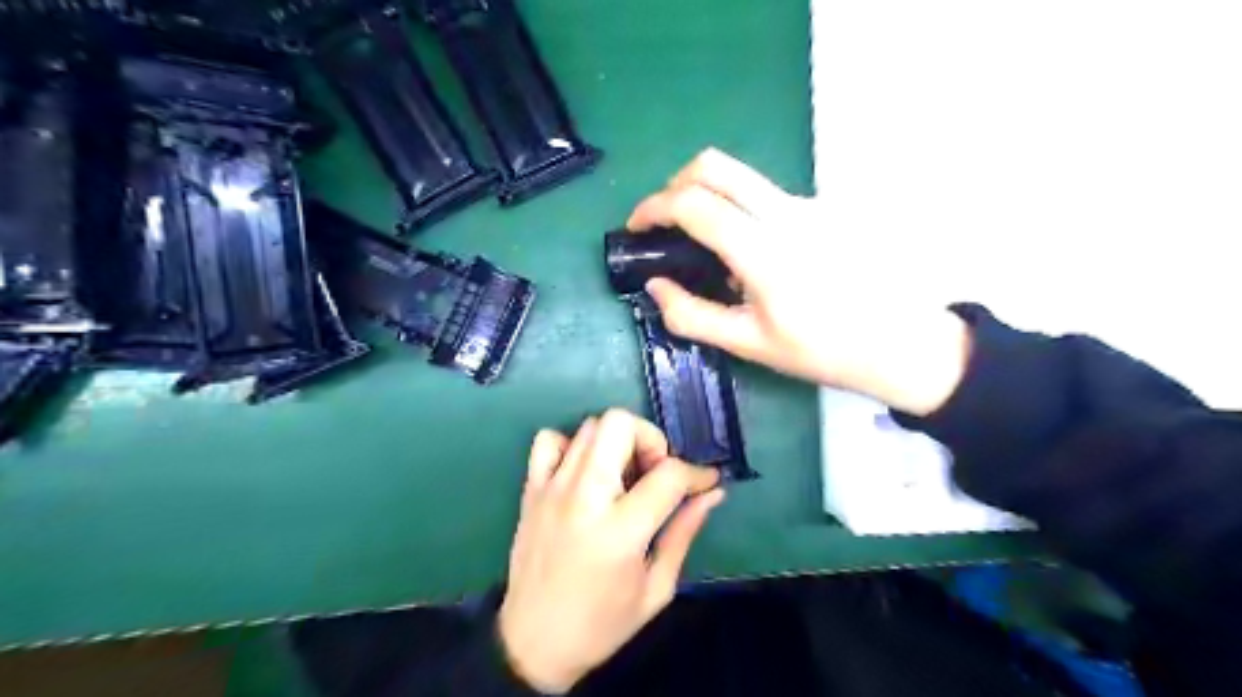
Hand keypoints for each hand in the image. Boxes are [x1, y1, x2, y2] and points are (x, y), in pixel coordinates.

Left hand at [499, 410, 725, 690]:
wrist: (533, 643)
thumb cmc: (602, 623)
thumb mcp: (656, 587)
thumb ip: (684, 532)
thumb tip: (712, 493)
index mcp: (620, 530)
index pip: (668, 474)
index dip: (697, 473)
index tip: (706, 482)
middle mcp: (583, 497)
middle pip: (620, 424)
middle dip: (650, 439)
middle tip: (654, 472)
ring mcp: (552, 488)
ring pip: (590, 426)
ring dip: (617, 443)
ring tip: (623, 477)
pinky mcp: (530, 489)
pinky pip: (549, 439)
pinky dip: (572, 446)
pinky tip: (584, 473)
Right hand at [631, 148, 967, 415]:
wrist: (898, 342)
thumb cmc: (822, 351)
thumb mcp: (749, 343)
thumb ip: (692, 315)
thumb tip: (654, 286)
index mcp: (764, 251)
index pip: (695, 204)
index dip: (653, 207)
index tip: (637, 227)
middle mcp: (785, 213)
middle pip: (714, 165)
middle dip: (674, 184)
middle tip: (663, 221)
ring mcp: (807, 205)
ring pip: (740, 176)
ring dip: (706, 195)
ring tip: (700, 243)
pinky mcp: (820, 208)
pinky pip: (764, 195)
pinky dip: (737, 209)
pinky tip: (745, 253)